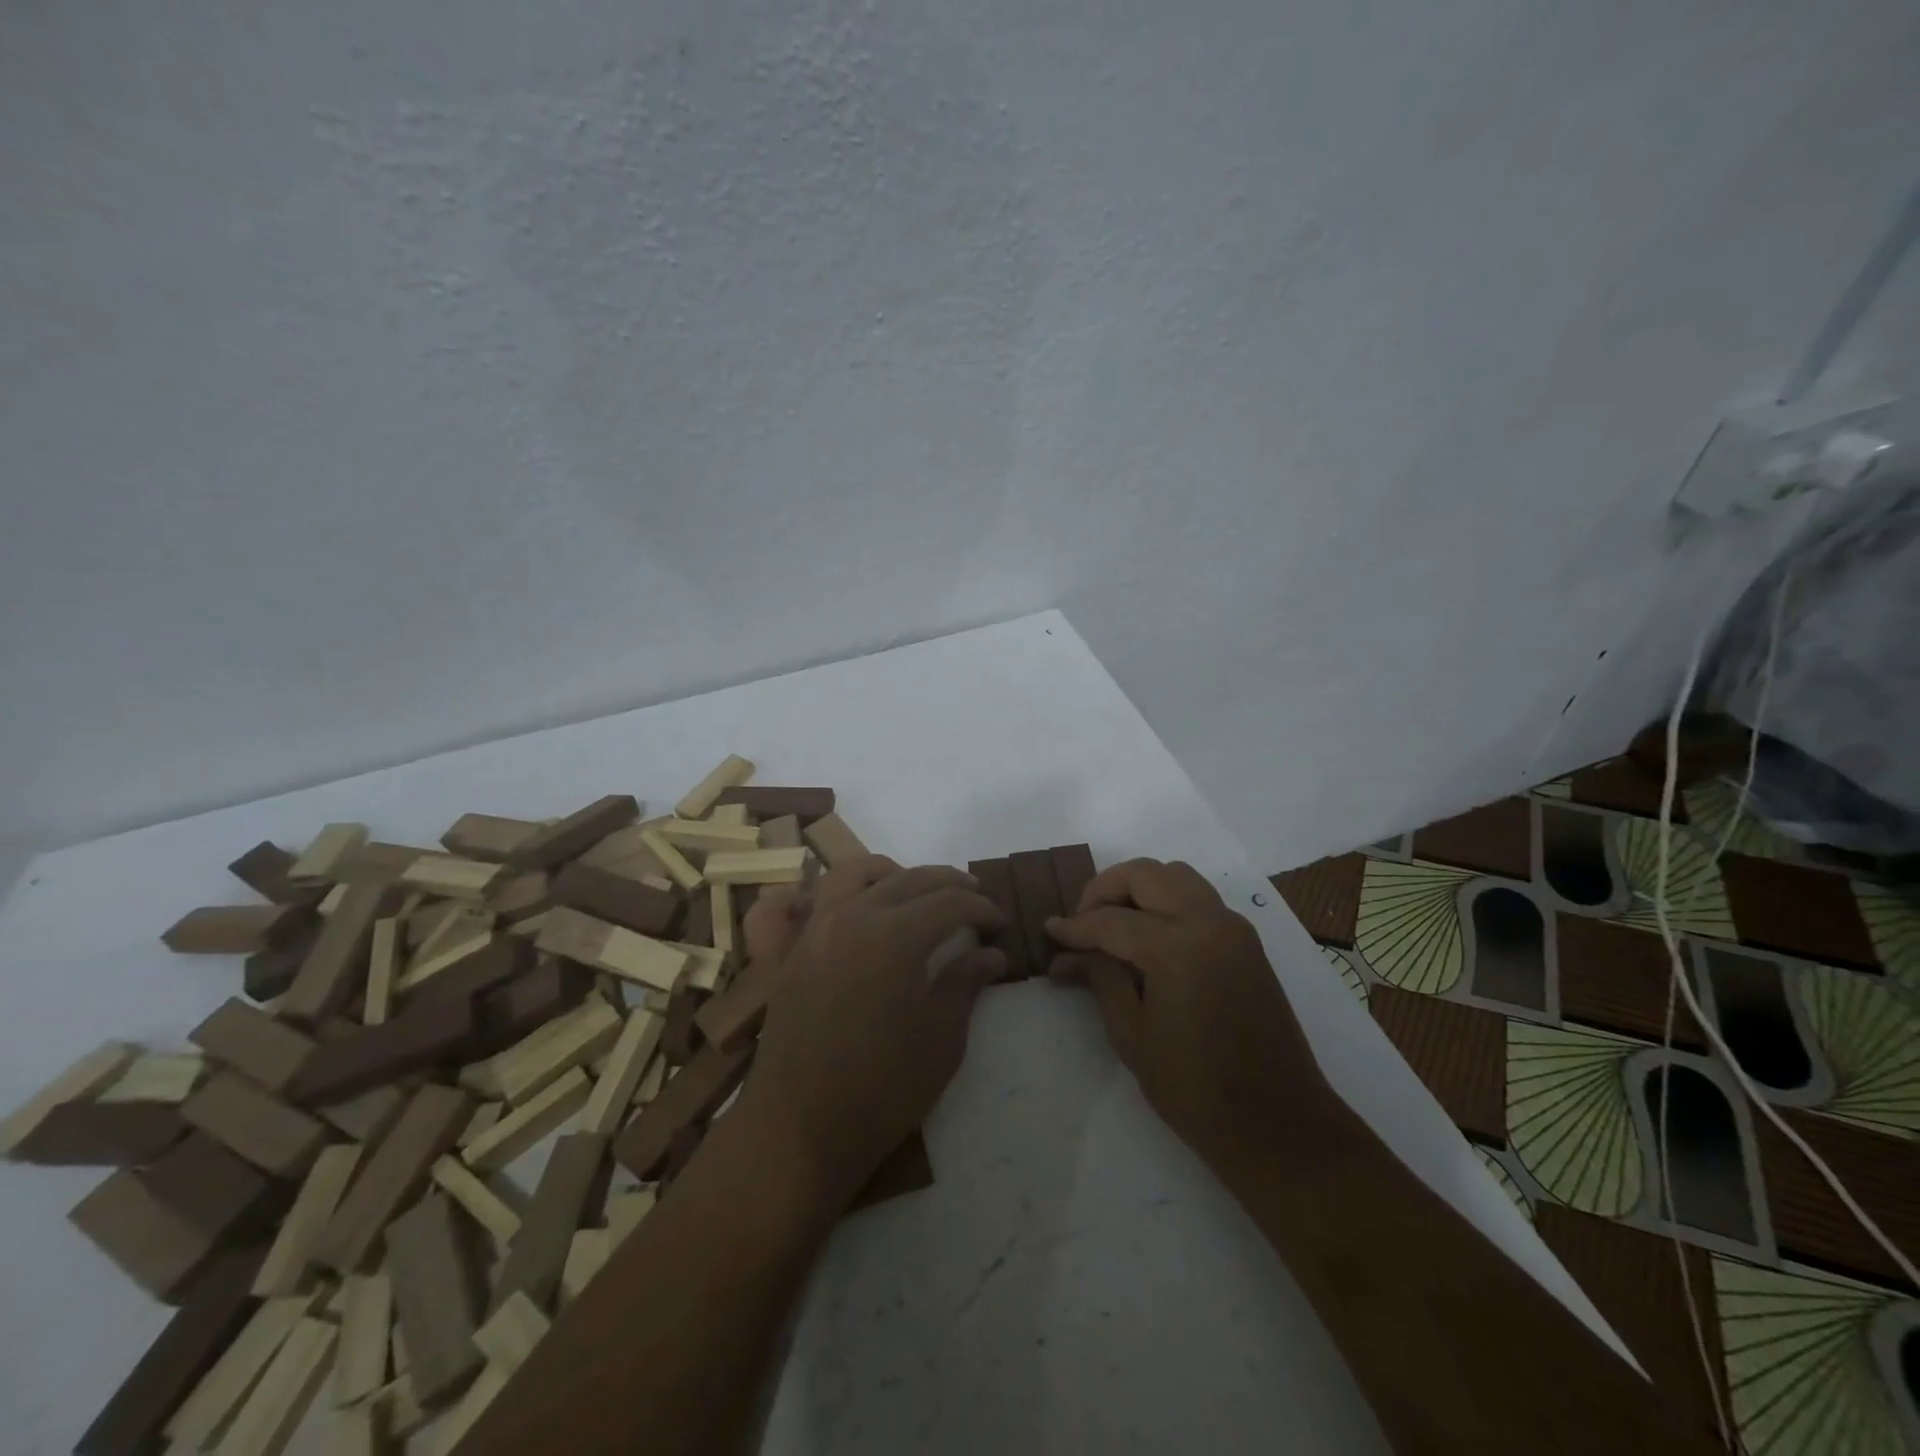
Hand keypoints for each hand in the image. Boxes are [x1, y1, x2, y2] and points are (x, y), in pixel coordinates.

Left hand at [740, 855, 1006, 1204]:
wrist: (799, 1129)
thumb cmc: (882, 1089)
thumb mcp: (941, 1039)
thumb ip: (966, 983)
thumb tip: (991, 952)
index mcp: (895, 935)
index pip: (949, 902)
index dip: (981, 908)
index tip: (1000, 923)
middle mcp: (853, 916)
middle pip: (909, 879)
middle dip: (949, 883)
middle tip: (974, 898)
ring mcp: (816, 928)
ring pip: (857, 872)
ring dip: (895, 873)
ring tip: (918, 891)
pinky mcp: (794, 949)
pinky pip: (816, 897)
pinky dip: (844, 889)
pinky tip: (858, 906)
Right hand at [1046, 858, 1335, 1169]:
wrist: (1278, 1125)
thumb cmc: (1195, 1089)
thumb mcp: (1132, 1034)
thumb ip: (1099, 979)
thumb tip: (1063, 957)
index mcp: (1177, 946)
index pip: (1111, 921)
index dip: (1075, 927)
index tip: (1049, 930)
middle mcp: (1208, 922)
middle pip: (1146, 874)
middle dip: (1106, 889)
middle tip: (1083, 921)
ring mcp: (1233, 928)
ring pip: (1176, 876)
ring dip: (1140, 888)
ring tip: (1114, 924)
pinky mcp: (1246, 942)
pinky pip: (1199, 899)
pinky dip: (1167, 901)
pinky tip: (1148, 937)